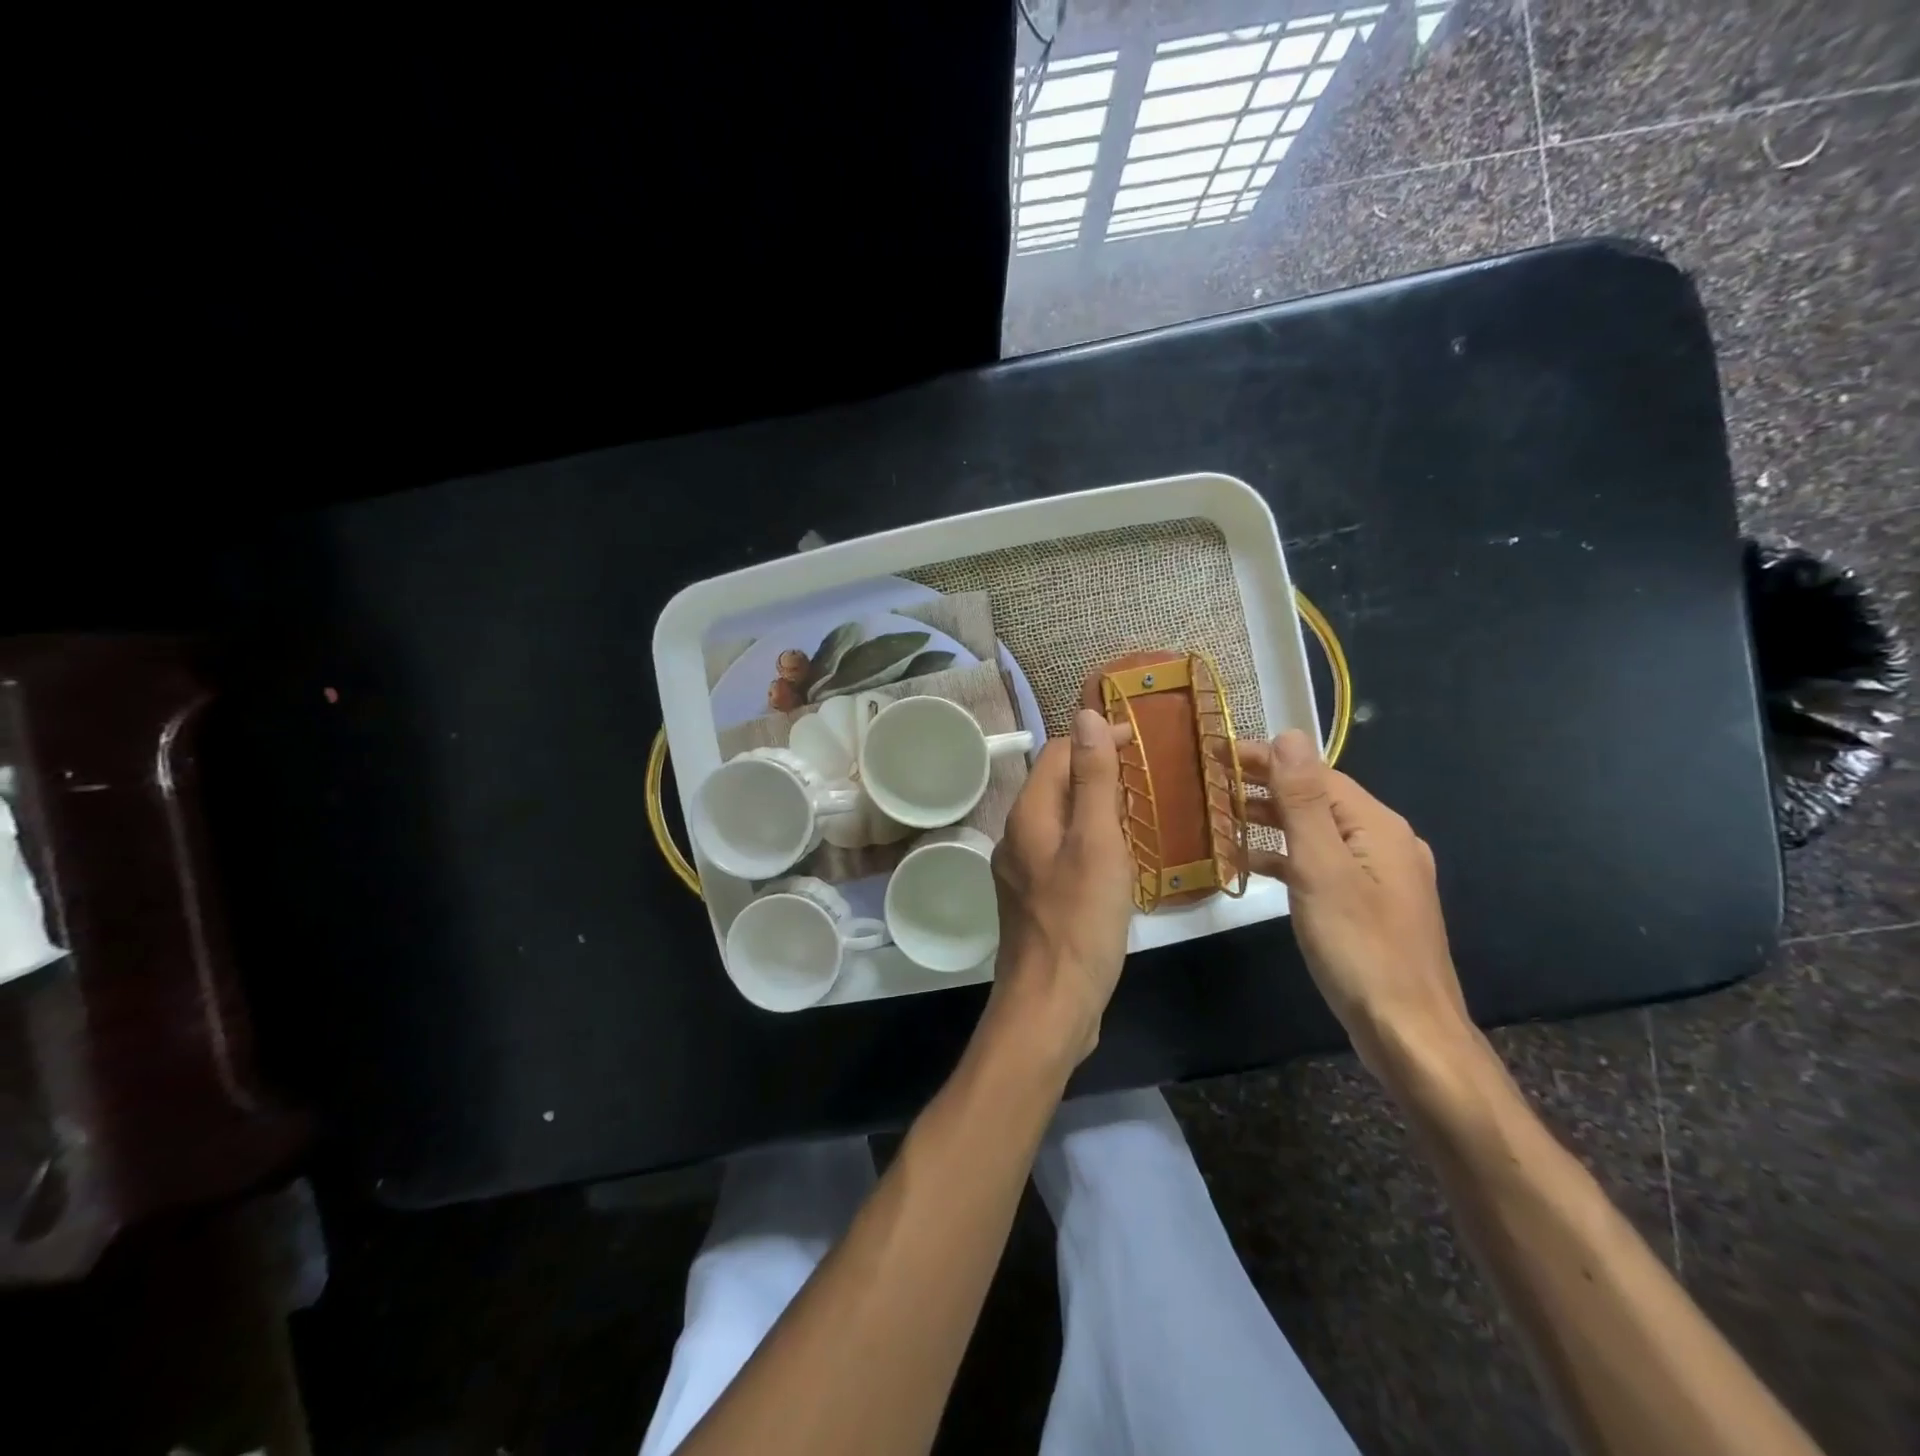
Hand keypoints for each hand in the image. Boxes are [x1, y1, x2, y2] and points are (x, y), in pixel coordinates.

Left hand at [984, 709, 1136, 1070]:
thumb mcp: (1097, 842)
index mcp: (1028, 816)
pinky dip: (1090, 844)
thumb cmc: (1080, 920)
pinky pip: (1063, 854)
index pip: (1057, 754)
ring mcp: (1023, 872)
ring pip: (1061, 822)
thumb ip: (1093, 779)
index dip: (1096, 740)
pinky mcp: (1036, 901)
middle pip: (1056, 786)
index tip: (1141, 744)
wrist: (1051, 1004)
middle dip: (1097, 773)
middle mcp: (1016, 837)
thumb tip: (1085, 715)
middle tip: (1148, 780)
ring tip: (1139, 816)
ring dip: (1096, 810)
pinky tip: (1118, 863)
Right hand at [1240, 730, 1473, 1073]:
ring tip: (1223, 819)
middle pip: (1318, 800)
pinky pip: (1321, 865)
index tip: (1219, 753)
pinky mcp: (1368, 906)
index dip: (1268, 759)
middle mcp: (1384, 843)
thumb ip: (1303, 801)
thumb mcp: (1322, 868)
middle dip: (1266, 787)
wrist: (1408, 1032)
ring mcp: (1379, 877)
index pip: (1316, 774)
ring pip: (1318, 834)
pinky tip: (1253, 868)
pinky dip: (1286, 859)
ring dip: (1272, 823)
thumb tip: (1290, 735)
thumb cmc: (1359, 947)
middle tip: (1212, 782)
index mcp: (1378, 827)